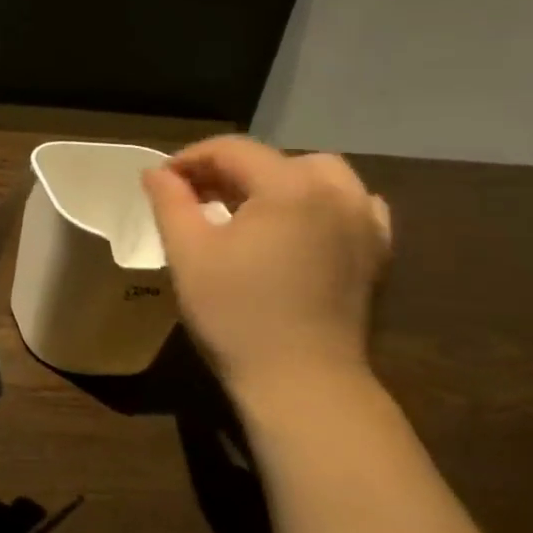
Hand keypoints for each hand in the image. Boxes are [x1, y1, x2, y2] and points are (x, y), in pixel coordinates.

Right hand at [143, 135, 391, 401]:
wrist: (301, 382)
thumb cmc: (235, 313)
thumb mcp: (188, 252)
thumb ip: (170, 201)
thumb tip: (156, 172)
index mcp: (290, 187)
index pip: (233, 149)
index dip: (190, 159)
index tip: (161, 182)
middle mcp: (336, 193)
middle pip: (276, 159)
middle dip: (232, 170)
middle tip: (198, 198)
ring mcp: (365, 224)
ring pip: (319, 176)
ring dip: (278, 182)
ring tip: (246, 210)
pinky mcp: (375, 254)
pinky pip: (351, 206)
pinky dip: (320, 203)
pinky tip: (297, 227)